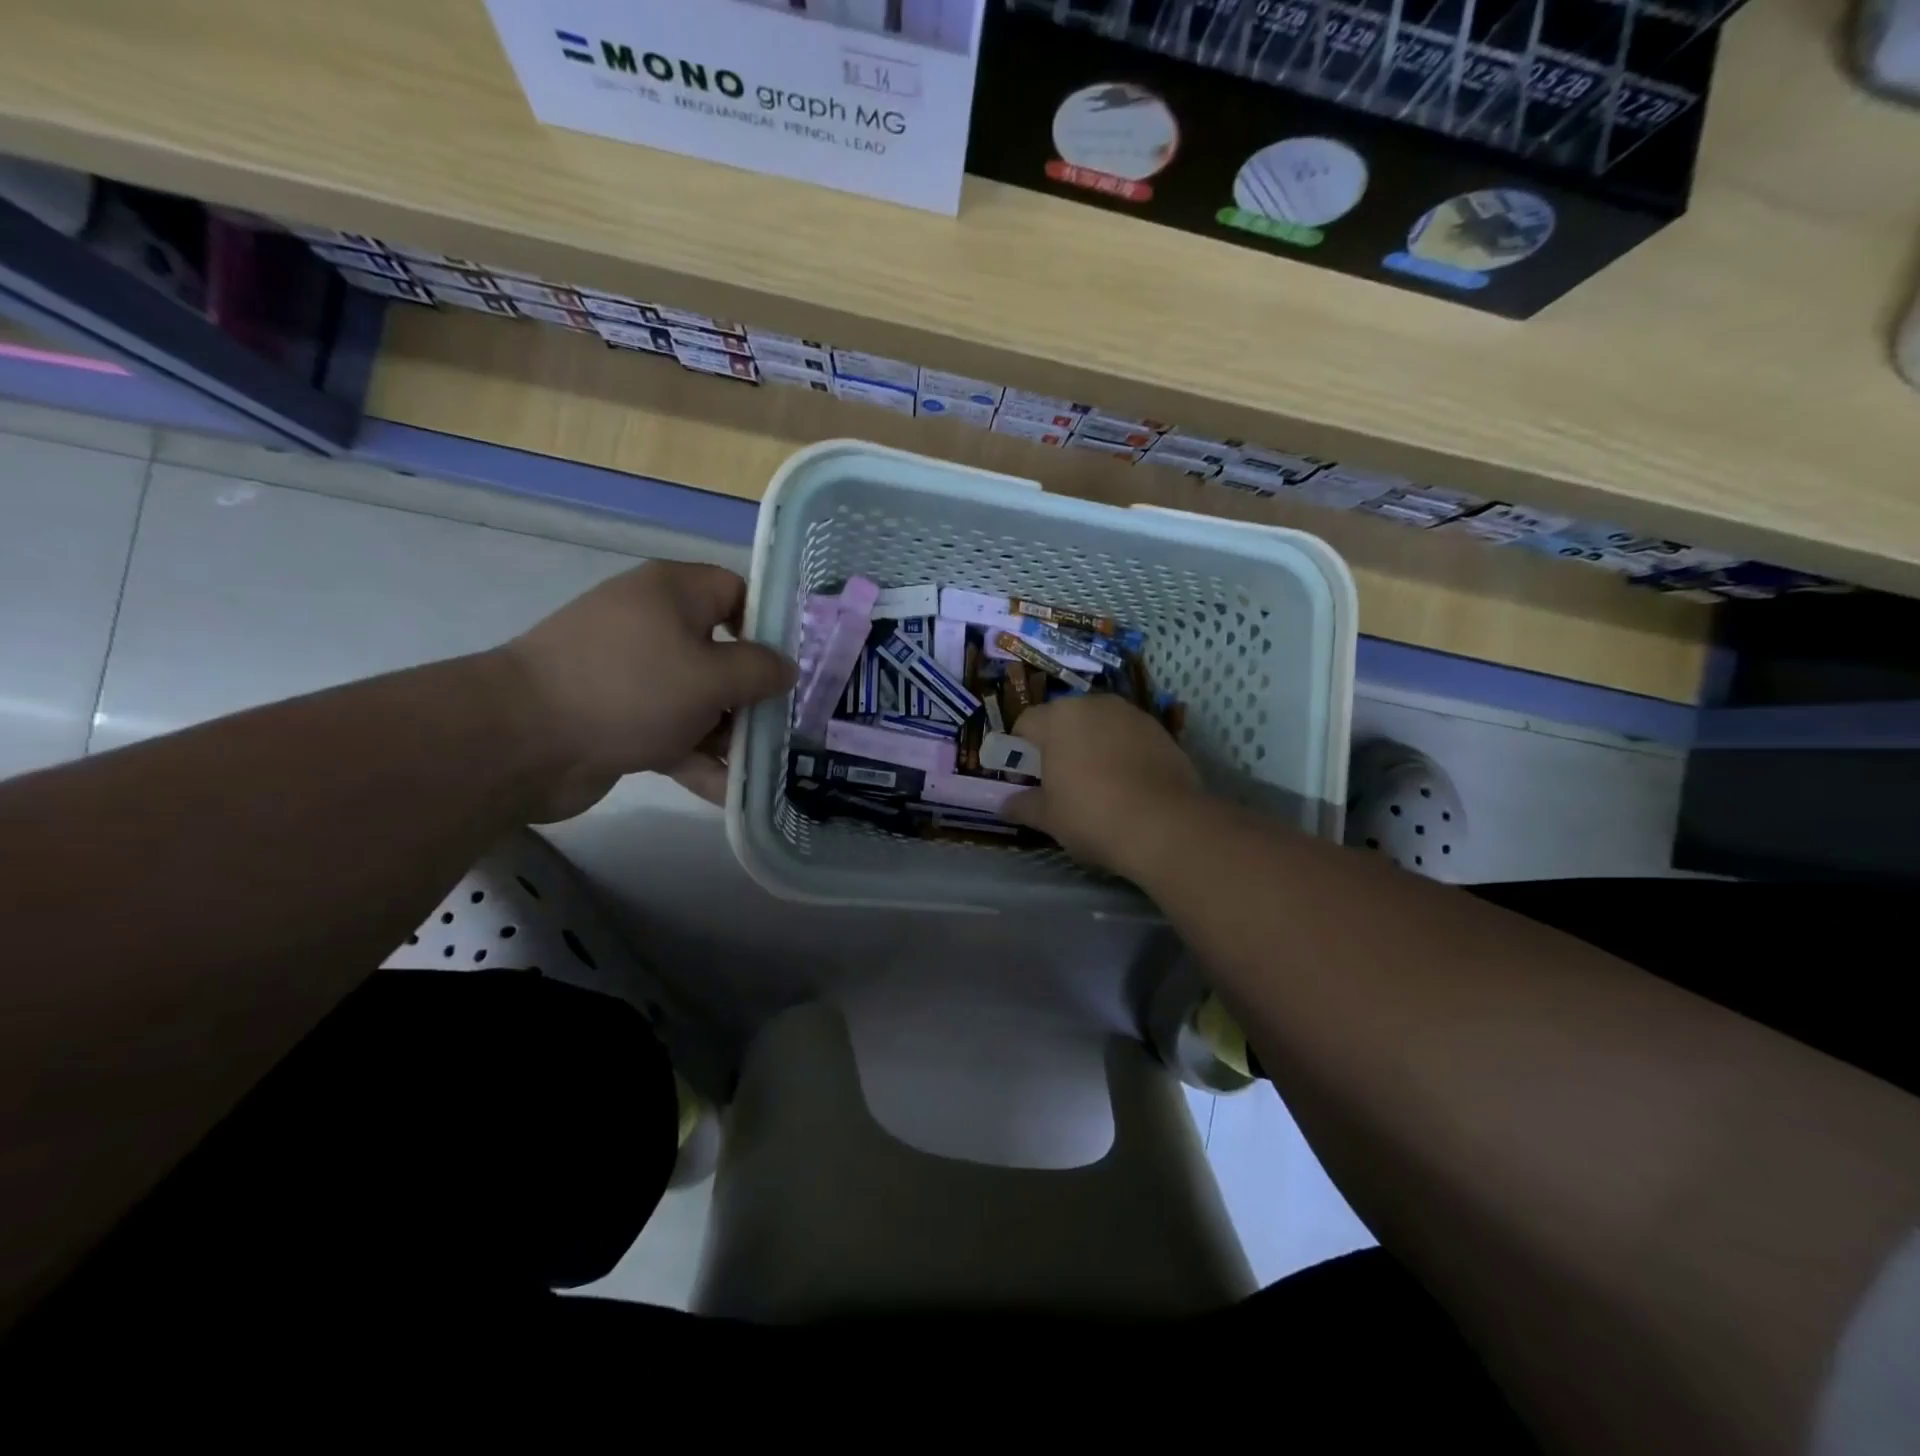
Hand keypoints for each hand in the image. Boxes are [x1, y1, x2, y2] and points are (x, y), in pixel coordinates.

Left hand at [497, 563, 794, 818]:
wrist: (520, 741)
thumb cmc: (630, 689)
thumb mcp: (711, 675)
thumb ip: (760, 671)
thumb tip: (786, 668)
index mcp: (673, 593)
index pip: (737, 593)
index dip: (771, 626)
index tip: (800, 665)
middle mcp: (654, 626)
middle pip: (723, 653)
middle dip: (757, 693)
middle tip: (795, 723)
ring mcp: (635, 675)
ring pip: (700, 700)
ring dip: (732, 735)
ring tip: (774, 767)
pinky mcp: (620, 718)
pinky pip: (673, 733)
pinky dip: (699, 760)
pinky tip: (734, 795)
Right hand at [1004, 694, 1202, 878]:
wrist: (1165, 826)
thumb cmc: (1092, 815)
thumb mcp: (1048, 817)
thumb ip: (1022, 805)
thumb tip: (1004, 806)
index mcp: (1058, 718)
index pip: (1026, 722)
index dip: (1020, 749)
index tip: (1027, 777)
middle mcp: (1094, 704)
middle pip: (1065, 718)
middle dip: (1058, 743)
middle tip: (1060, 780)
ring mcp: (1132, 714)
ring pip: (1100, 724)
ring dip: (1092, 744)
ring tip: (1097, 781)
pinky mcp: (1162, 730)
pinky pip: (1129, 736)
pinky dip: (1122, 752)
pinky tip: (1127, 784)